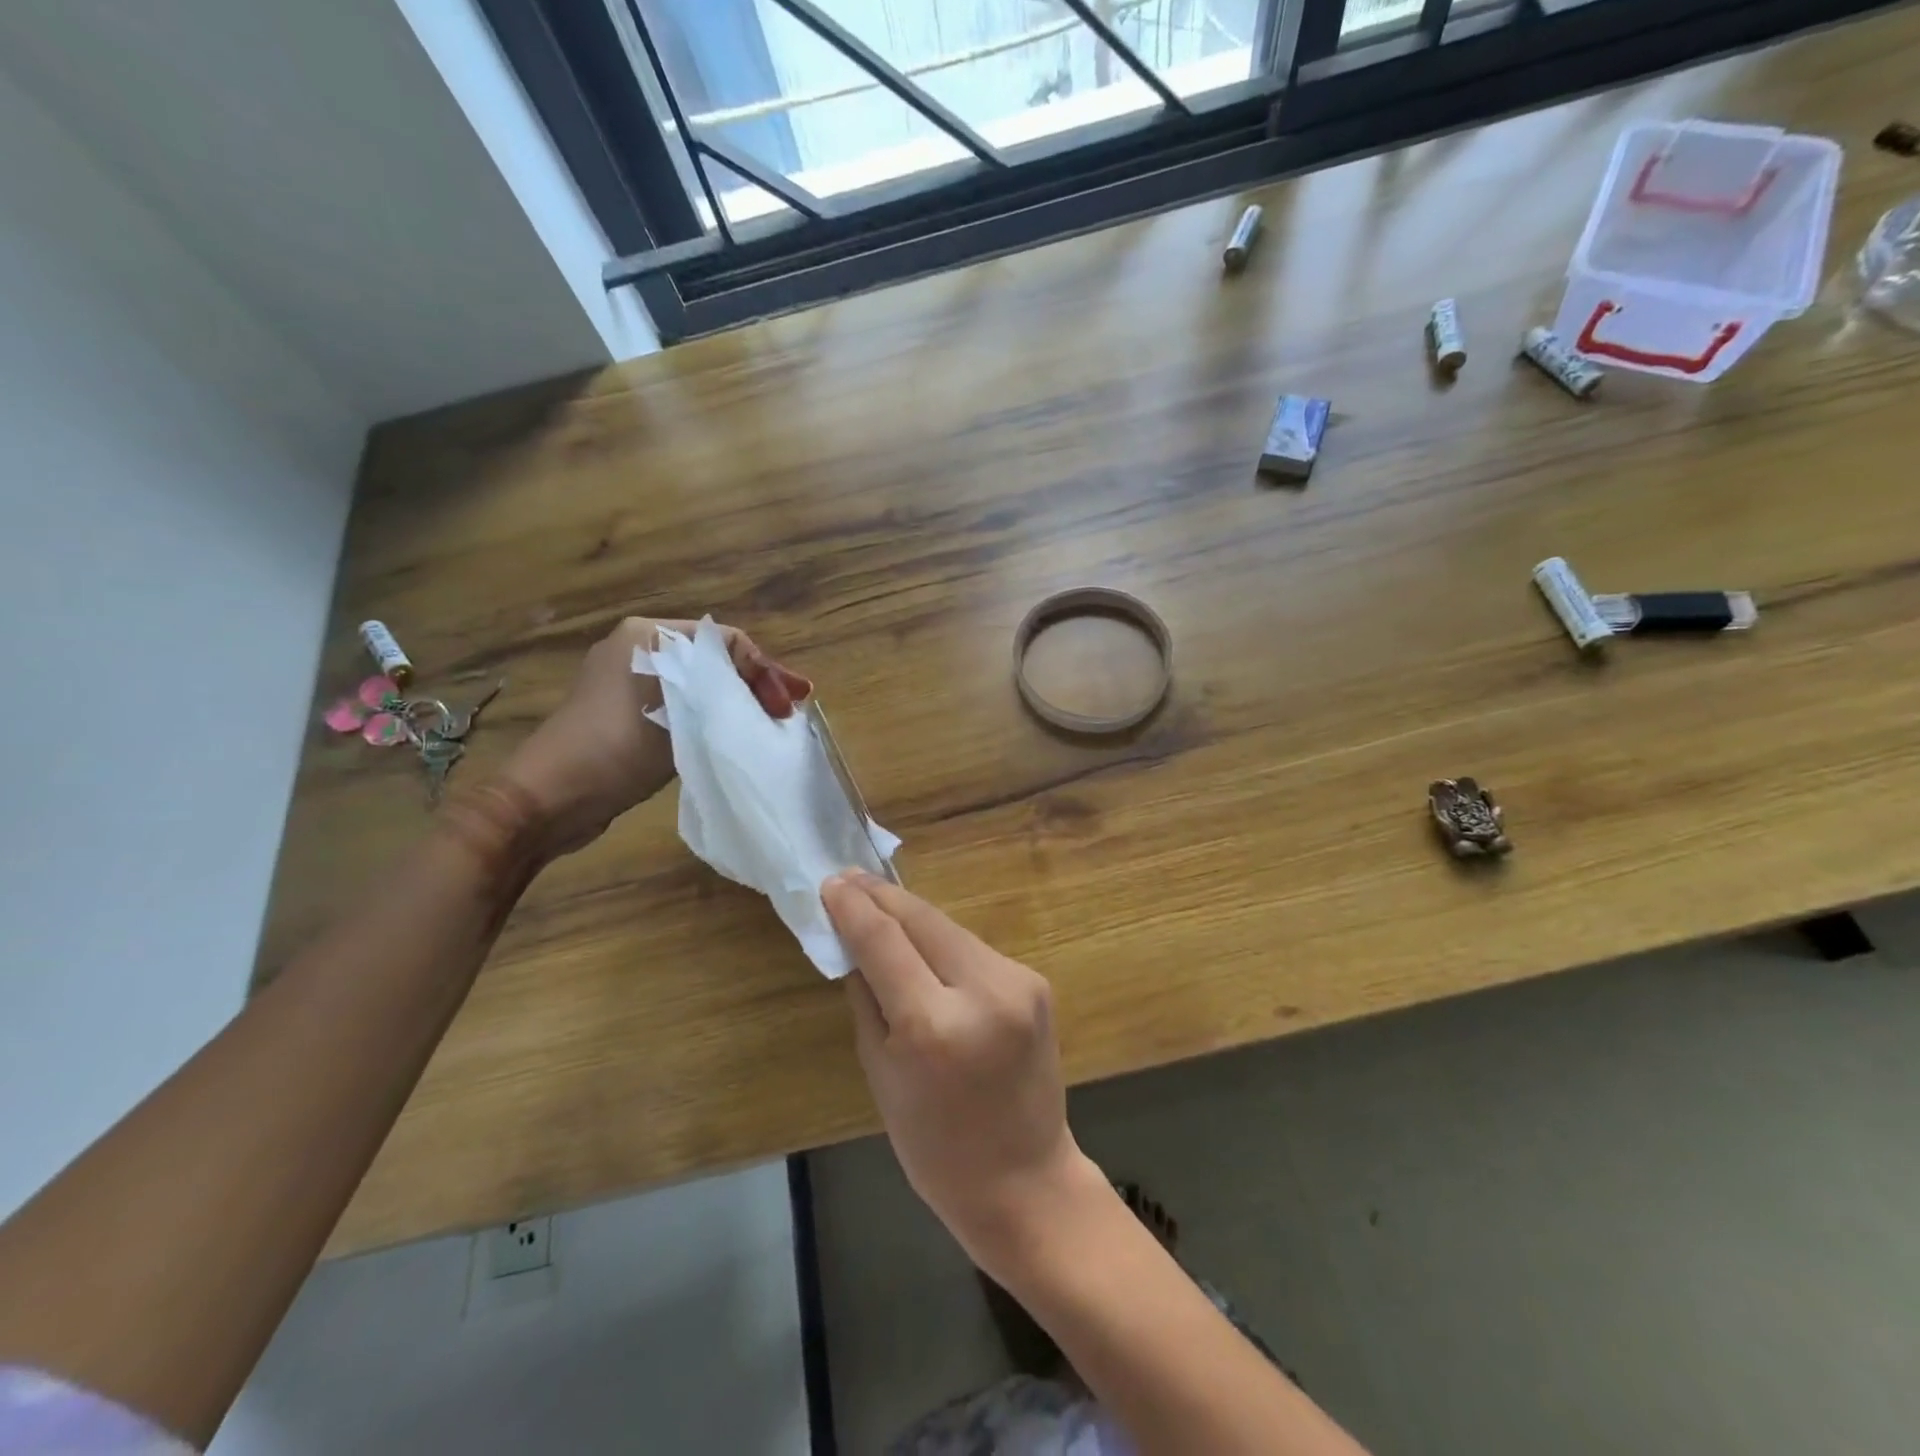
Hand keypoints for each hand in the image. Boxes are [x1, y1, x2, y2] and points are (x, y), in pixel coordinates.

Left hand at [504, 617, 810, 855]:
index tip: (789, 704)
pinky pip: (680, 705)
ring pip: (699, 685)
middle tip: (788, 713)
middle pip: (713, 662)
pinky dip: (708, 717)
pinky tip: (731, 735)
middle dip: (754, 686)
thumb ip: (730, 693)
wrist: (548, 798)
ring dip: (734, 703)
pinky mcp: (624, 713)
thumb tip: (777, 693)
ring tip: (769, 725)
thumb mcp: (683, 715)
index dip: (764, 670)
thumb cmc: (616, 748)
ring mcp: (627, 681)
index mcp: (648, 634)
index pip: (726, 641)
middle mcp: (637, 647)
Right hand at [822, 871, 1100, 1276]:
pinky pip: (974, 950)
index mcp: (934, 1026)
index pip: (884, 942)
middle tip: (849, 877)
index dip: (854, 907)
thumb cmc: (934, 1145)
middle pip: (923, 919)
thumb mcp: (880, 1073)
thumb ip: (867, 997)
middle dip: (882, 896)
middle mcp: (983, 991)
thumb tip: (854, 941)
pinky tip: (923, 942)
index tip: (830, 882)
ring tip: (878, 901)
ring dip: (912, 916)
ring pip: (950, 929)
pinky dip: (943, 943)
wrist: (1025, 1179)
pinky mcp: (1036, 981)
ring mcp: (1018, 982)